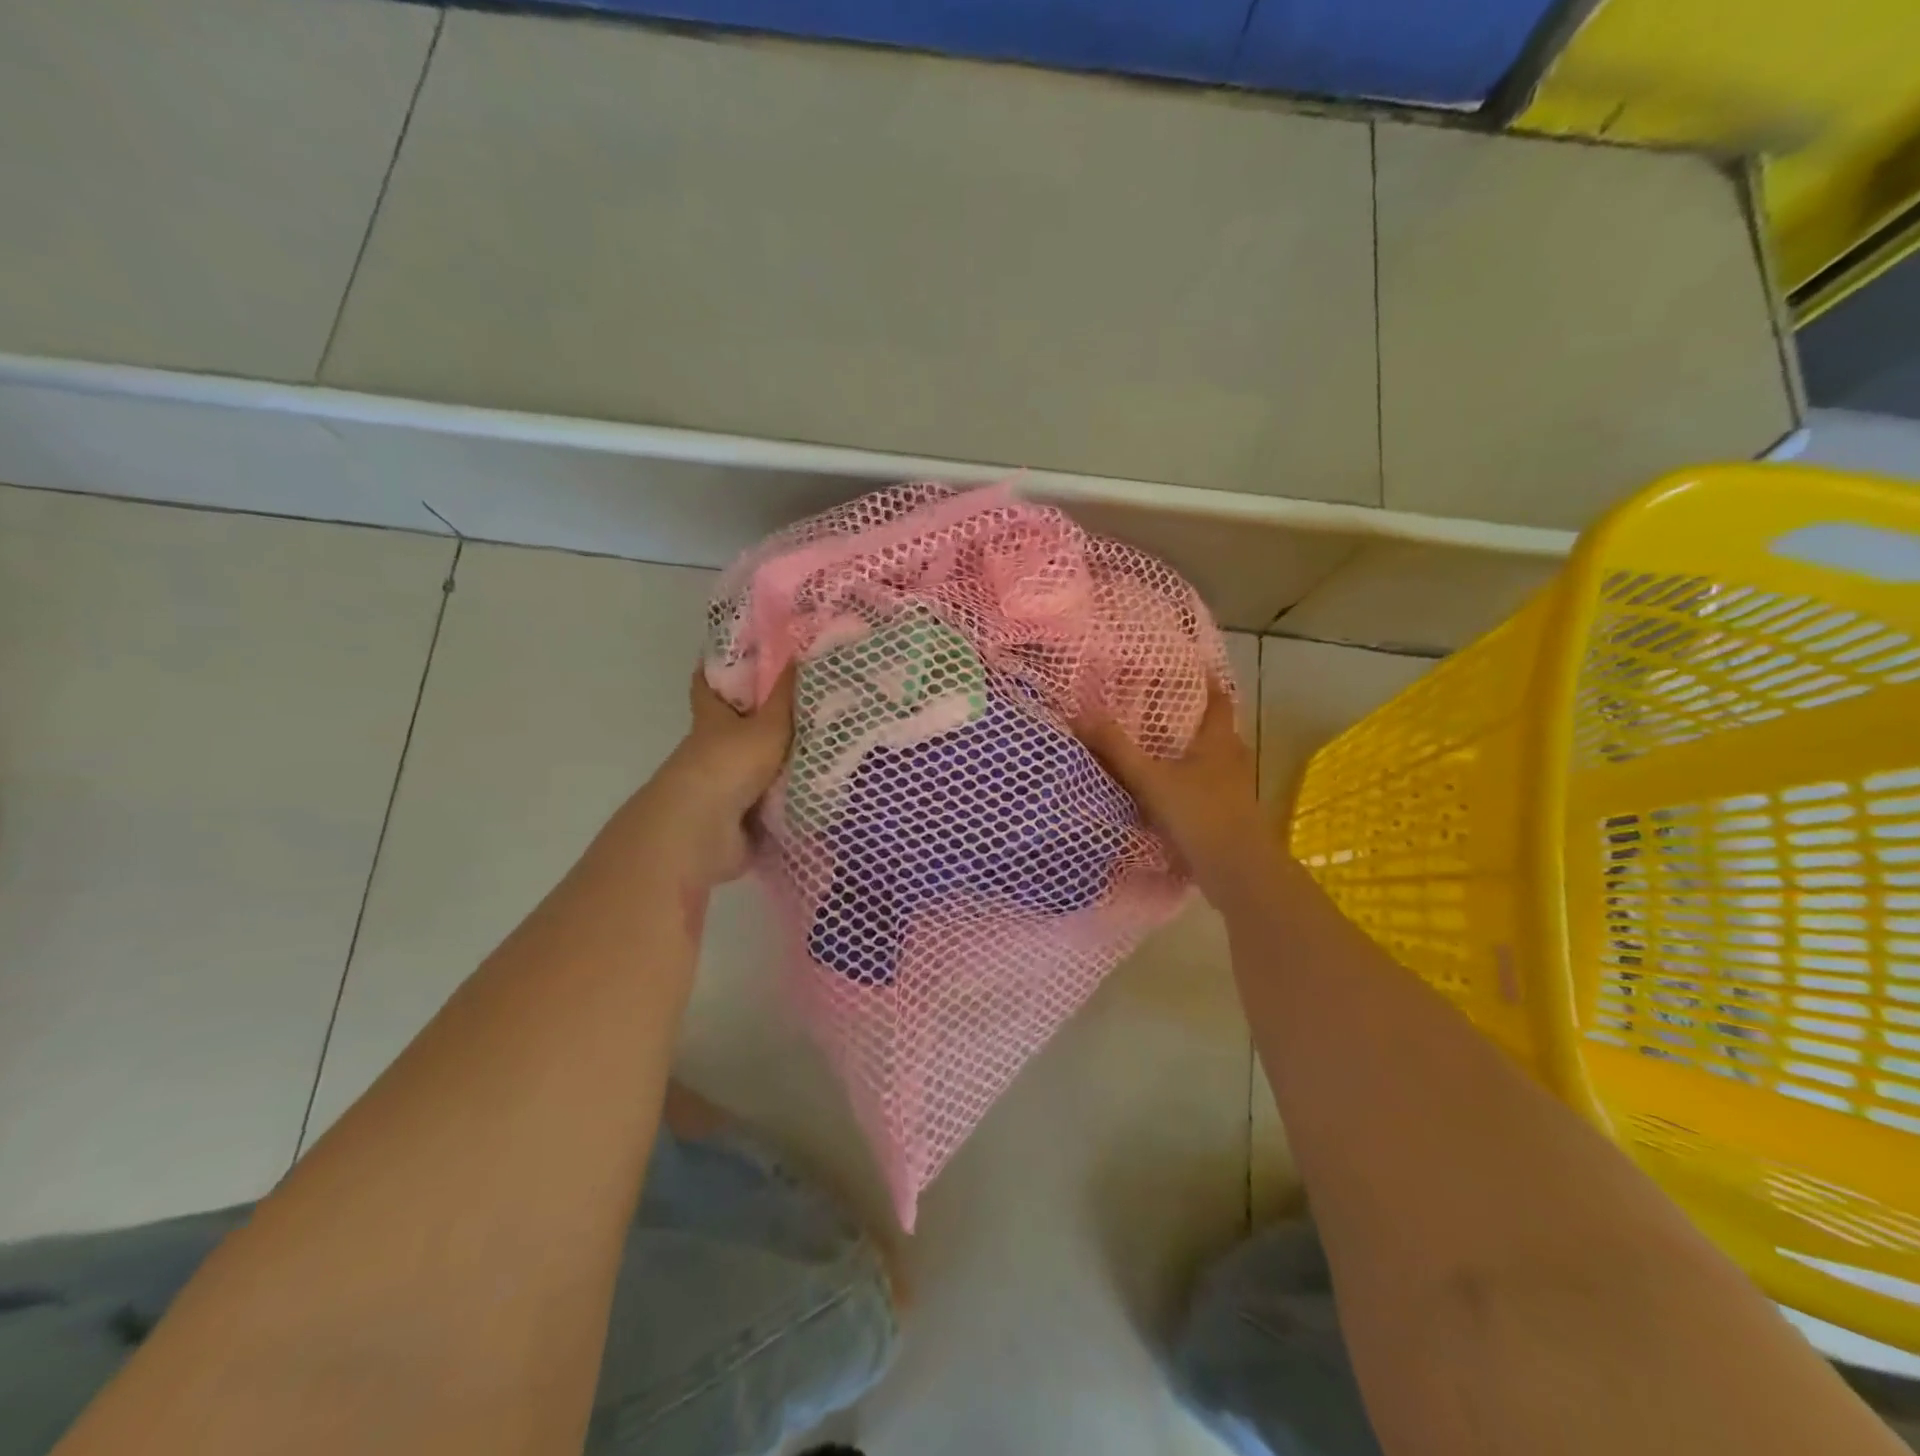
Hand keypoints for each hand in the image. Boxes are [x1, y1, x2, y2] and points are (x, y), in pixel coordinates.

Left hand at [618, 666, 795, 888]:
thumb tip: (800, 652)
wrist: (705, 829)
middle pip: (733, 726)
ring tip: (820, 746)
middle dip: (760, 717)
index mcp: (712, 719)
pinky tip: (816, 787)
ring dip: (778, 760)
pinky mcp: (737, 816)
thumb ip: (786, 696)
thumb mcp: (767, 725)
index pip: (707, 685)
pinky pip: (768, 798)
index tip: (734, 655)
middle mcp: (712, 748)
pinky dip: (786, 794)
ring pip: (753, 763)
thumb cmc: (731, 763)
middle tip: (799, 703)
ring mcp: (723, 784)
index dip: (716, 669)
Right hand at [1075, 681, 1273, 899]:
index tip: (1195, 669)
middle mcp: (1232, 761)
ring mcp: (1234, 791)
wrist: (1236, 870)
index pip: (1219, 702)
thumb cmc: (1198, 813)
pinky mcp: (1230, 817)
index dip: (1209, 684)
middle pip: (1219, 732)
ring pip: (1214, 762)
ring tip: (1163, 750)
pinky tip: (1170, 793)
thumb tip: (1080, 715)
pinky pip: (1209, 790)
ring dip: (1194, 755)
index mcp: (1218, 742)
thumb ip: (1116, 749)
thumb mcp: (1150, 779)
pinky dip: (1192, 785)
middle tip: (1167, 709)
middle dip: (1196, 720)